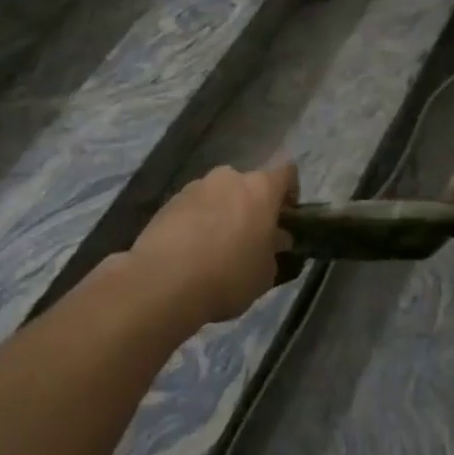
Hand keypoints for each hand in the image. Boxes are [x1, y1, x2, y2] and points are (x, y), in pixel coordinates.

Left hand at [129, 162, 297, 326]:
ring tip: (216, 248)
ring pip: (218, 195)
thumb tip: (276, 238)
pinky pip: (194, 208)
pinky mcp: (168, 202)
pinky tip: (192, 252)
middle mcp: (228, 178)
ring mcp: (195, 187)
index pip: (287, 172)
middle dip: (252, 206)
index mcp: (260, 188)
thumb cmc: (228, 275)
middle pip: (248, 185)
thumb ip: (274, 250)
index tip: (286, 219)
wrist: (163, 282)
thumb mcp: (266, 273)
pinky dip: (198, 222)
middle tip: (251, 238)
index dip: (290, 193)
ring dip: (223, 213)